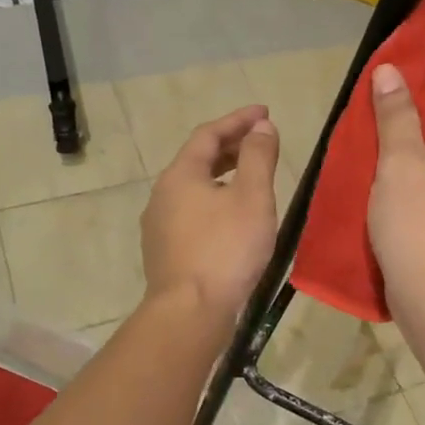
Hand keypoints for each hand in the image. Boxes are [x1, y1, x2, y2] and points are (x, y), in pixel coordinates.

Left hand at [141, 105, 280, 320]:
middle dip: (230, 146)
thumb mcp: (252, 197)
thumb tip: (262, 127)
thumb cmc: (226, 249)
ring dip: (222, 175)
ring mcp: (159, 225)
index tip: (265, 113)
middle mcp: (163, 194)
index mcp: (181, 175)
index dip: (238, 120)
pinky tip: (232, 218)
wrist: (190, 312)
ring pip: (194, 188)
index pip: (209, 134)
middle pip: (197, 159)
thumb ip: (258, 157)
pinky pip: (191, 212)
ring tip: (250, 178)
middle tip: (261, 142)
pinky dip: (214, 201)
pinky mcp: (164, 251)